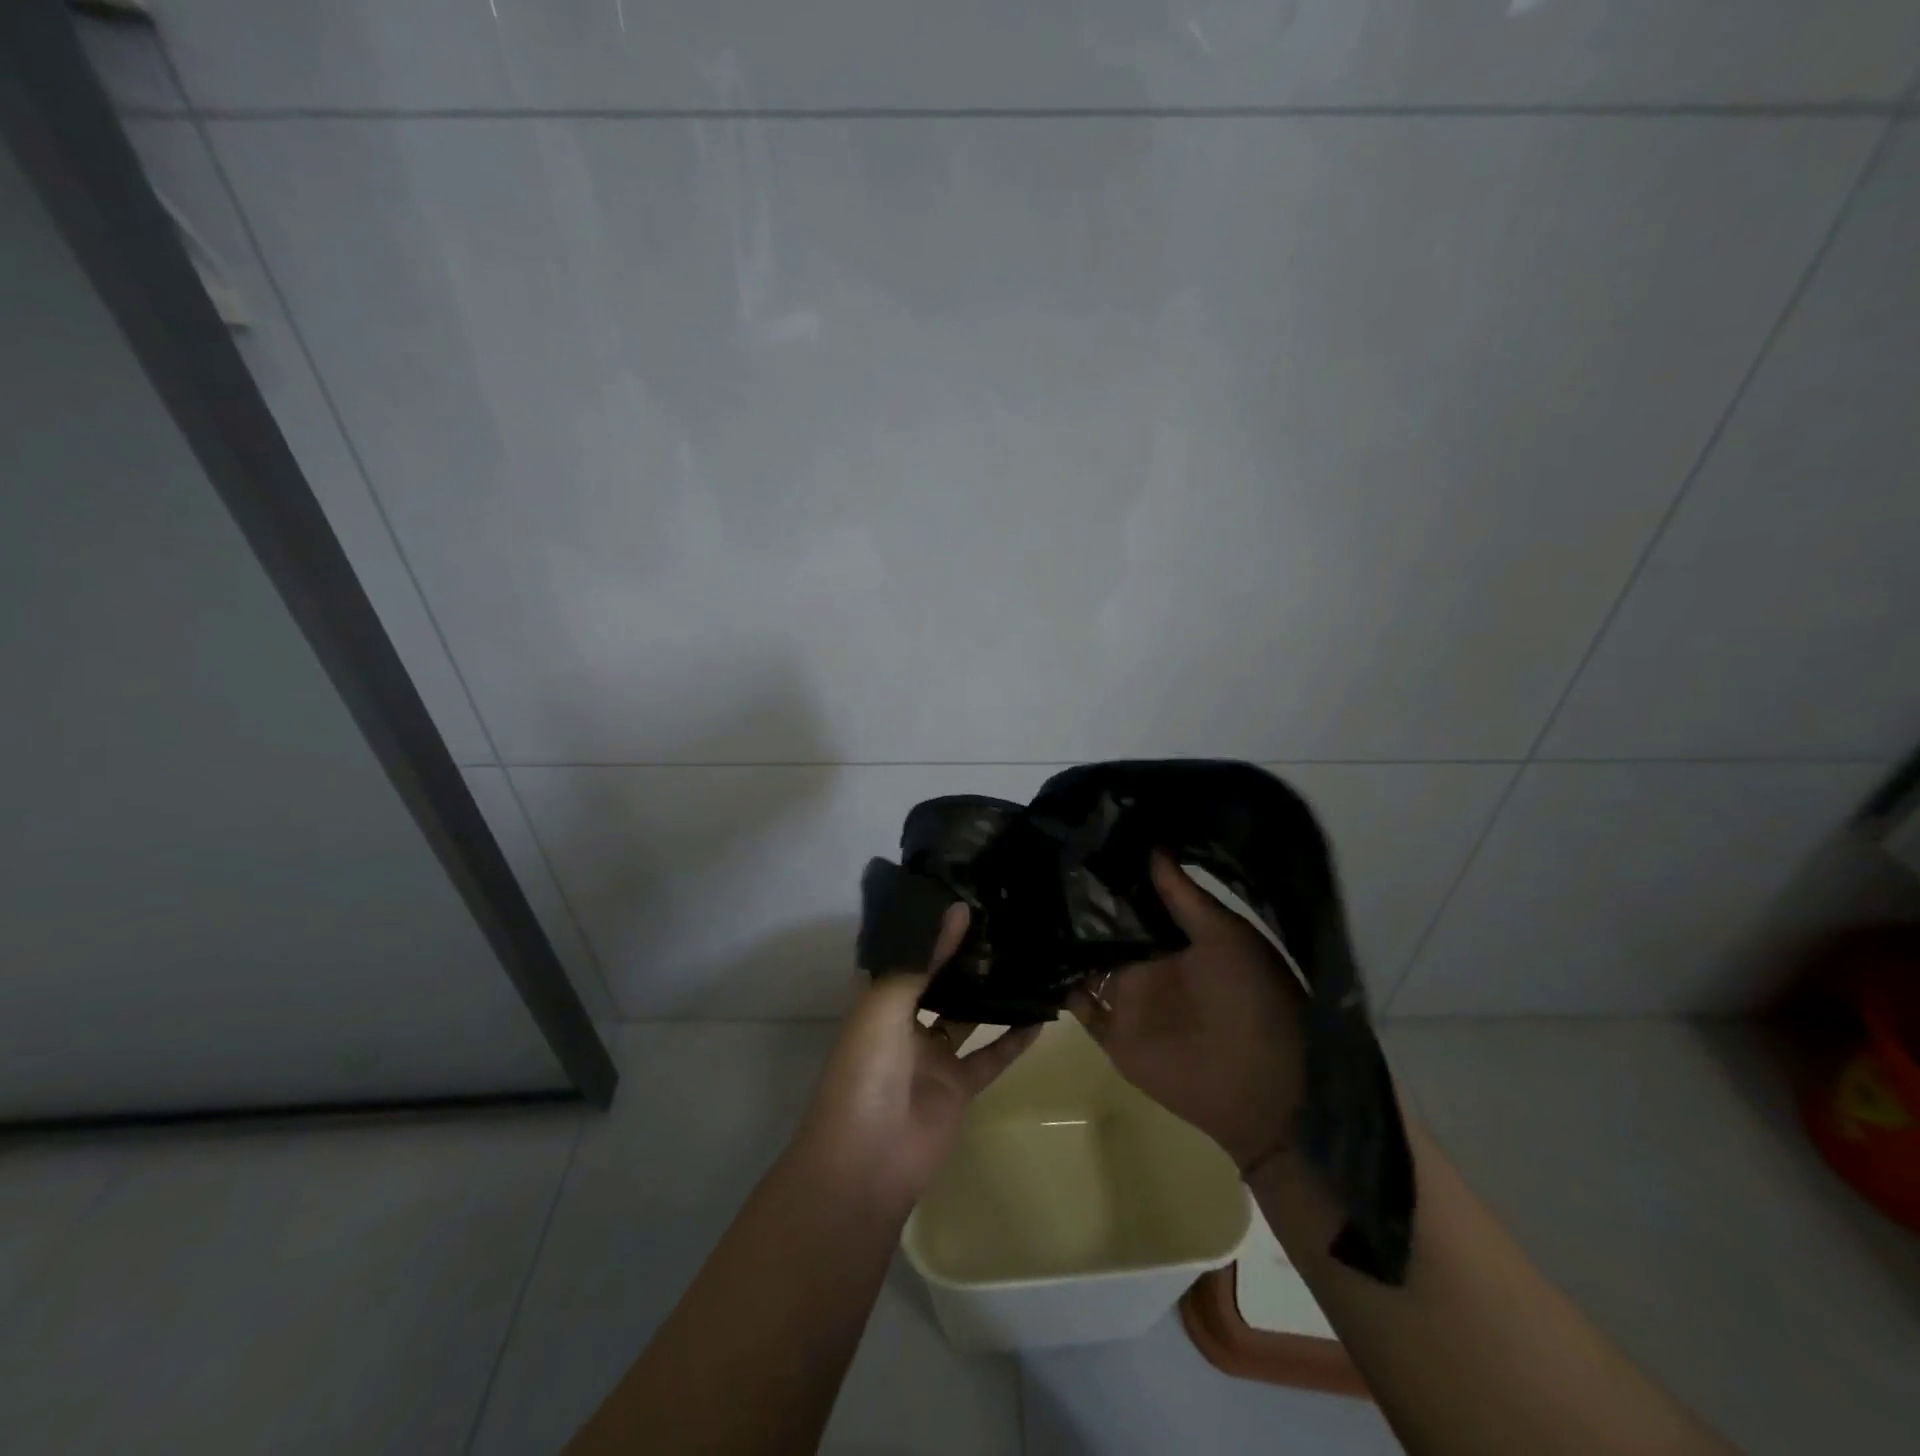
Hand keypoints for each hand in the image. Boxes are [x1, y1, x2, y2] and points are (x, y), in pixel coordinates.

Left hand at [796, 904, 1039, 1208]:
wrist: (867, 1163)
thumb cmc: (864, 1073)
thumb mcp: (885, 1006)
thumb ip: (921, 961)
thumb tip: (956, 910)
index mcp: (877, 999)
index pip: (902, 953)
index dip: (924, 927)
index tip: (956, 892)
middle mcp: (904, 1021)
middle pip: (937, 980)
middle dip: (962, 954)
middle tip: (999, 918)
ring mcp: (933, 1055)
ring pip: (967, 1015)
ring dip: (990, 991)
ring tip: (1023, 954)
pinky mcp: (958, 1085)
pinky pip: (991, 1055)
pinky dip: (1014, 1039)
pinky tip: (1041, 1016)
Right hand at [1068, 852, 1306, 1172]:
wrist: (1264, 1088)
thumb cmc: (1254, 1000)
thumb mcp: (1226, 937)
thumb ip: (1185, 897)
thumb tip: (1152, 846)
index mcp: (1174, 939)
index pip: (1133, 901)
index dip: (1110, 877)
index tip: (1080, 844)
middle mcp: (1147, 964)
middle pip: (1103, 930)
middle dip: (1077, 906)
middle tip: (1041, 870)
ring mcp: (1129, 1000)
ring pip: (1087, 964)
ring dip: (1064, 944)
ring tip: (1027, 907)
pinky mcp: (1115, 1035)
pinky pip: (1080, 1008)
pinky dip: (1061, 989)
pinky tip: (1037, 961)